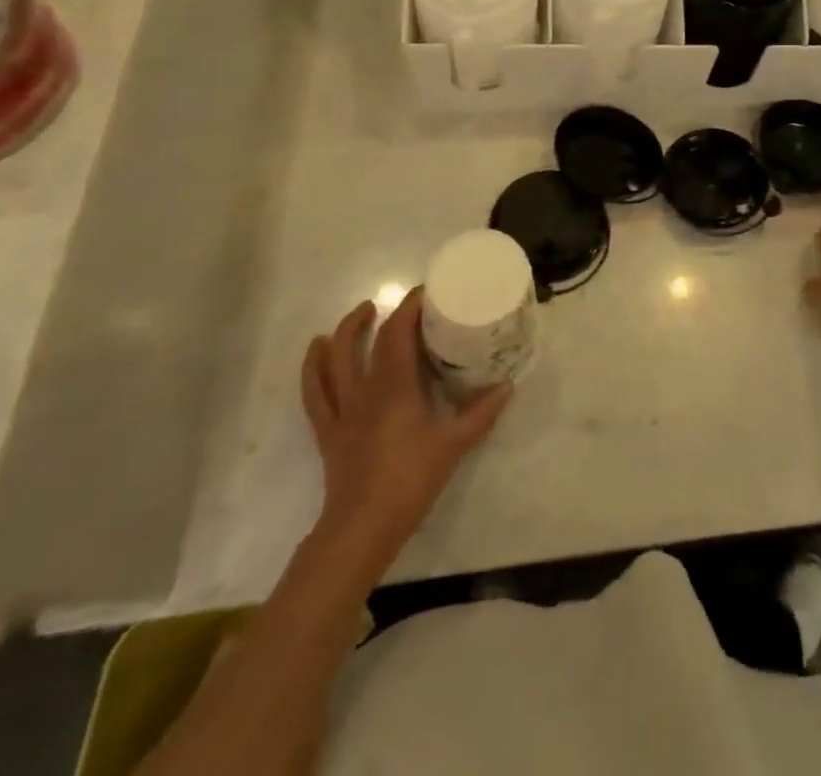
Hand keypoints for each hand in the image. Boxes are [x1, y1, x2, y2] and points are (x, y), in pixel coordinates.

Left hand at [301, 290, 511, 583]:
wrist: (361, 529)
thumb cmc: (409, 481)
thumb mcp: (454, 445)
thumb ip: (481, 413)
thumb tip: (508, 385)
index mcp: (394, 387)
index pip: (398, 333)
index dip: (409, 307)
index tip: (426, 292)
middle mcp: (363, 391)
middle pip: (362, 342)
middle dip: (378, 316)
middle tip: (395, 304)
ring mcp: (341, 411)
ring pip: (331, 362)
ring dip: (342, 333)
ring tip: (358, 317)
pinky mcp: (328, 432)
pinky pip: (314, 394)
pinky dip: (313, 369)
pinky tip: (316, 353)